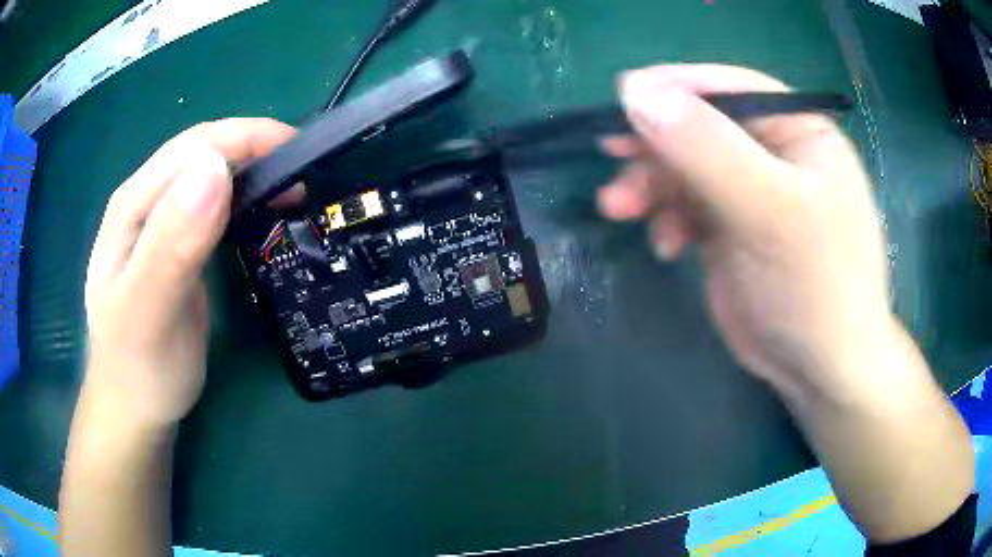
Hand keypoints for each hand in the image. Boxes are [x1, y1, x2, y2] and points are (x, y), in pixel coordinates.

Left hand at [83, 118, 296, 430]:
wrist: (135, 410)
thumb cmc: (139, 368)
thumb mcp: (149, 311)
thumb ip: (172, 243)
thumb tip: (215, 168)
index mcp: (133, 205)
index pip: (193, 147)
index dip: (246, 138)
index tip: (298, 155)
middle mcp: (146, 203)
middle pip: (204, 154)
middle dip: (256, 152)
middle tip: (302, 180)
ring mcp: (162, 225)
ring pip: (211, 177)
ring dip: (253, 176)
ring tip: (290, 196)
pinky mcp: (178, 246)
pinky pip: (214, 208)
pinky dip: (244, 203)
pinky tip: (262, 216)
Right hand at [599, 64, 973, 543]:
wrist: (819, 370)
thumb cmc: (814, 286)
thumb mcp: (768, 211)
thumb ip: (707, 148)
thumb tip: (635, 91)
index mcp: (798, 130)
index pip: (730, 88)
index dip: (674, 88)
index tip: (619, 100)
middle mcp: (775, 152)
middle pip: (702, 127)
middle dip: (656, 144)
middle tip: (610, 156)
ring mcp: (752, 191)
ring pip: (687, 166)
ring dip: (652, 185)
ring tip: (620, 208)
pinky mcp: (732, 228)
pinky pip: (688, 205)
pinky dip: (668, 218)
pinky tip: (666, 245)